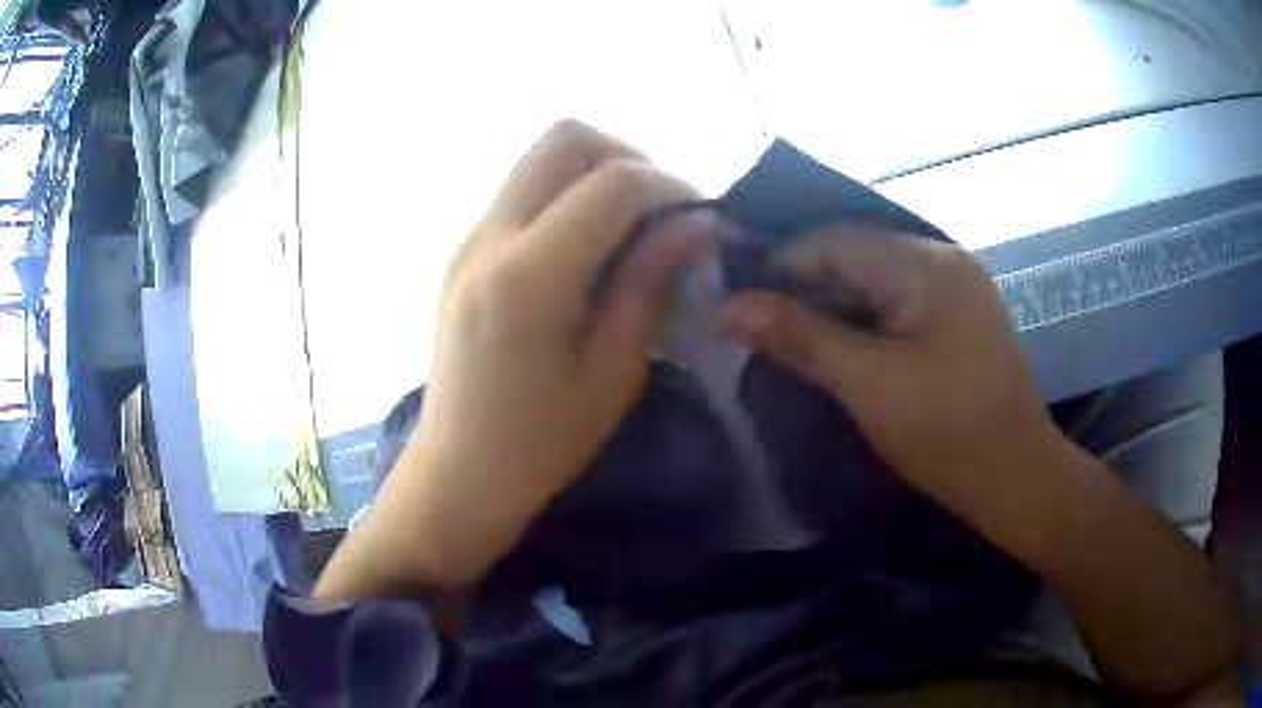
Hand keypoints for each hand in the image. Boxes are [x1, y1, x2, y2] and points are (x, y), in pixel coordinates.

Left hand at [369, 121, 706, 587]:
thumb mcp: (613, 373)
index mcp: (529, 276)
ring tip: (629, 231)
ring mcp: (468, 240)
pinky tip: (587, 252)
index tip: (701, 216)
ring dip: (594, 175)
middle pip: (563, 138)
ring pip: (539, 159)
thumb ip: (650, 283)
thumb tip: (694, 223)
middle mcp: (489, 237)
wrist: (459, 472)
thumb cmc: (541, 444)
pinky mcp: (464, 253)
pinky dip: (565, 199)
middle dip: (626, 157)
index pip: (612, 183)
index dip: (670, 186)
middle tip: (660, 211)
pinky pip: (522, 193)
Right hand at [723, 226, 1060, 514]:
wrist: (1016, 479)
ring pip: (872, 283)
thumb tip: (728, 305)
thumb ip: (800, 337)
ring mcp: (952, 291)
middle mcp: (942, 261)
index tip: (734, 295)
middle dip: (803, 286)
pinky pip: (893, 305)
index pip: (835, 239)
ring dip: (829, 306)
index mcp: (926, 263)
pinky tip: (833, 345)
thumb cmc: (949, 432)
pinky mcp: (954, 321)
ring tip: (784, 334)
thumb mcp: (869, 384)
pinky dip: (859, 322)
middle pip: (855, 256)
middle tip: (753, 319)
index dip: (779, 262)